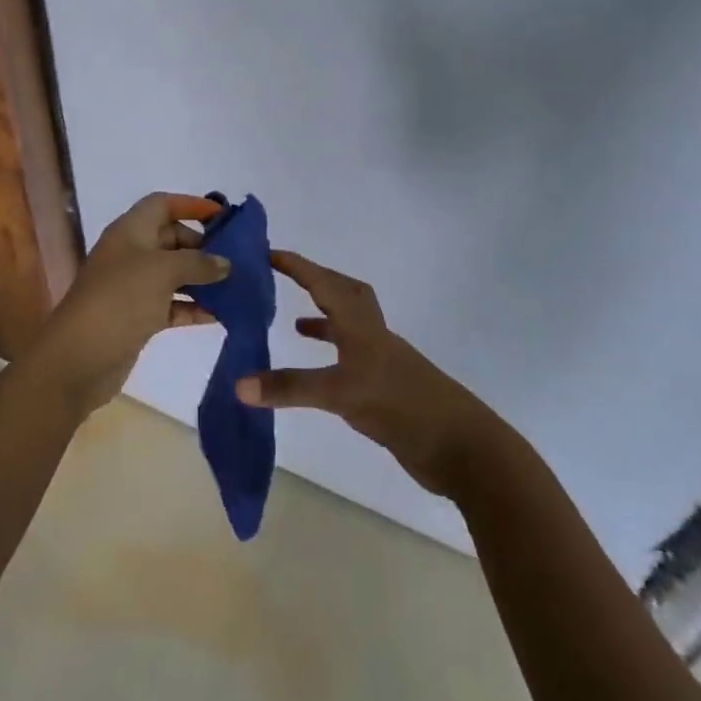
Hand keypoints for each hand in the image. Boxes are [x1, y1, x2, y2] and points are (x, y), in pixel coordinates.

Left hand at [29, 193, 229, 415]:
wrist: (79, 357)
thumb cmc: (120, 299)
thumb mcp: (162, 271)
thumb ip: (198, 263)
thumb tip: (224, 264)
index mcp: (130, 231)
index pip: (162, 205)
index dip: (191, 205)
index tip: (224, 217)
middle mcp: (131, 253)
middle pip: (172, 239)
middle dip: (203, 247)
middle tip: (237, 260)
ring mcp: (134, 287)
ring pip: (175, 274)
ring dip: (203, 279)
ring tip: (237, 287)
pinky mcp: (138, 317)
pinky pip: (172, 304)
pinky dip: (194, 307)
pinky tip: (220, 315)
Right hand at [237, 250, 496, 495]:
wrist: (463, 449)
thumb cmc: (402, 407)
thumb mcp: (341, 394)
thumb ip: (291, 388)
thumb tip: (238, 384)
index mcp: (361, 326)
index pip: (323, 283)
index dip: (297, 266)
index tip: (268, 252)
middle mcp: (373, 336)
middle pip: (344, 293)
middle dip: (315, 280)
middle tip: (285, 278)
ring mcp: (383, 362)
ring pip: (350, 325)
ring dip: (324, 318)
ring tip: (293, 323)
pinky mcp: (388, 388)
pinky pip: (353, 357)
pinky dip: (334, 356)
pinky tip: (322, 373)